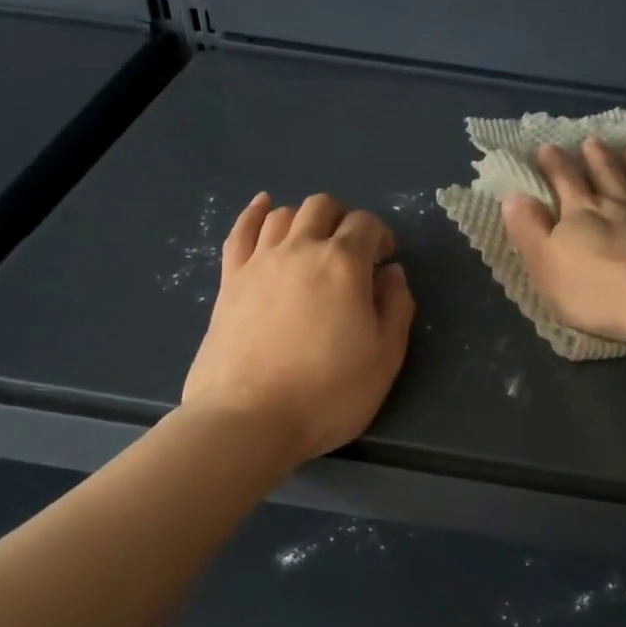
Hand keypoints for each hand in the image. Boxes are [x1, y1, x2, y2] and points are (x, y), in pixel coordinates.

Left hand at [183, 192, 414, 461]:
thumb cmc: (328, 393)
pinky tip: (264, 208)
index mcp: (343, 264)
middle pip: (322, 207)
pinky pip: (241, 231)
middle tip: (352, 252)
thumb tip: (392, 273)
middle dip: (343, 220)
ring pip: (283, 214)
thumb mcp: (385, 357)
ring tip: (313, 243)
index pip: (366, 223)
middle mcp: (300, 249)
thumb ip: (396, 307)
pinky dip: (255, 213)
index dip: (380, 236)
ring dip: (305, 219)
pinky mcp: (229, 281)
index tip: (384, 261)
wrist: (248, 419)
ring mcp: (259, 262)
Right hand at [503, 137, 625, 342]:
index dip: (554, 164)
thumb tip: (514, 196)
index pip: (565, 181)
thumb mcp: (545, 265)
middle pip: (607, 175)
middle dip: (597, 157)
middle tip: (592, 141)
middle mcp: (621, 205)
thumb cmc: (594, 292)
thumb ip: (529, 230)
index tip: (547, 147)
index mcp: (582, 214)